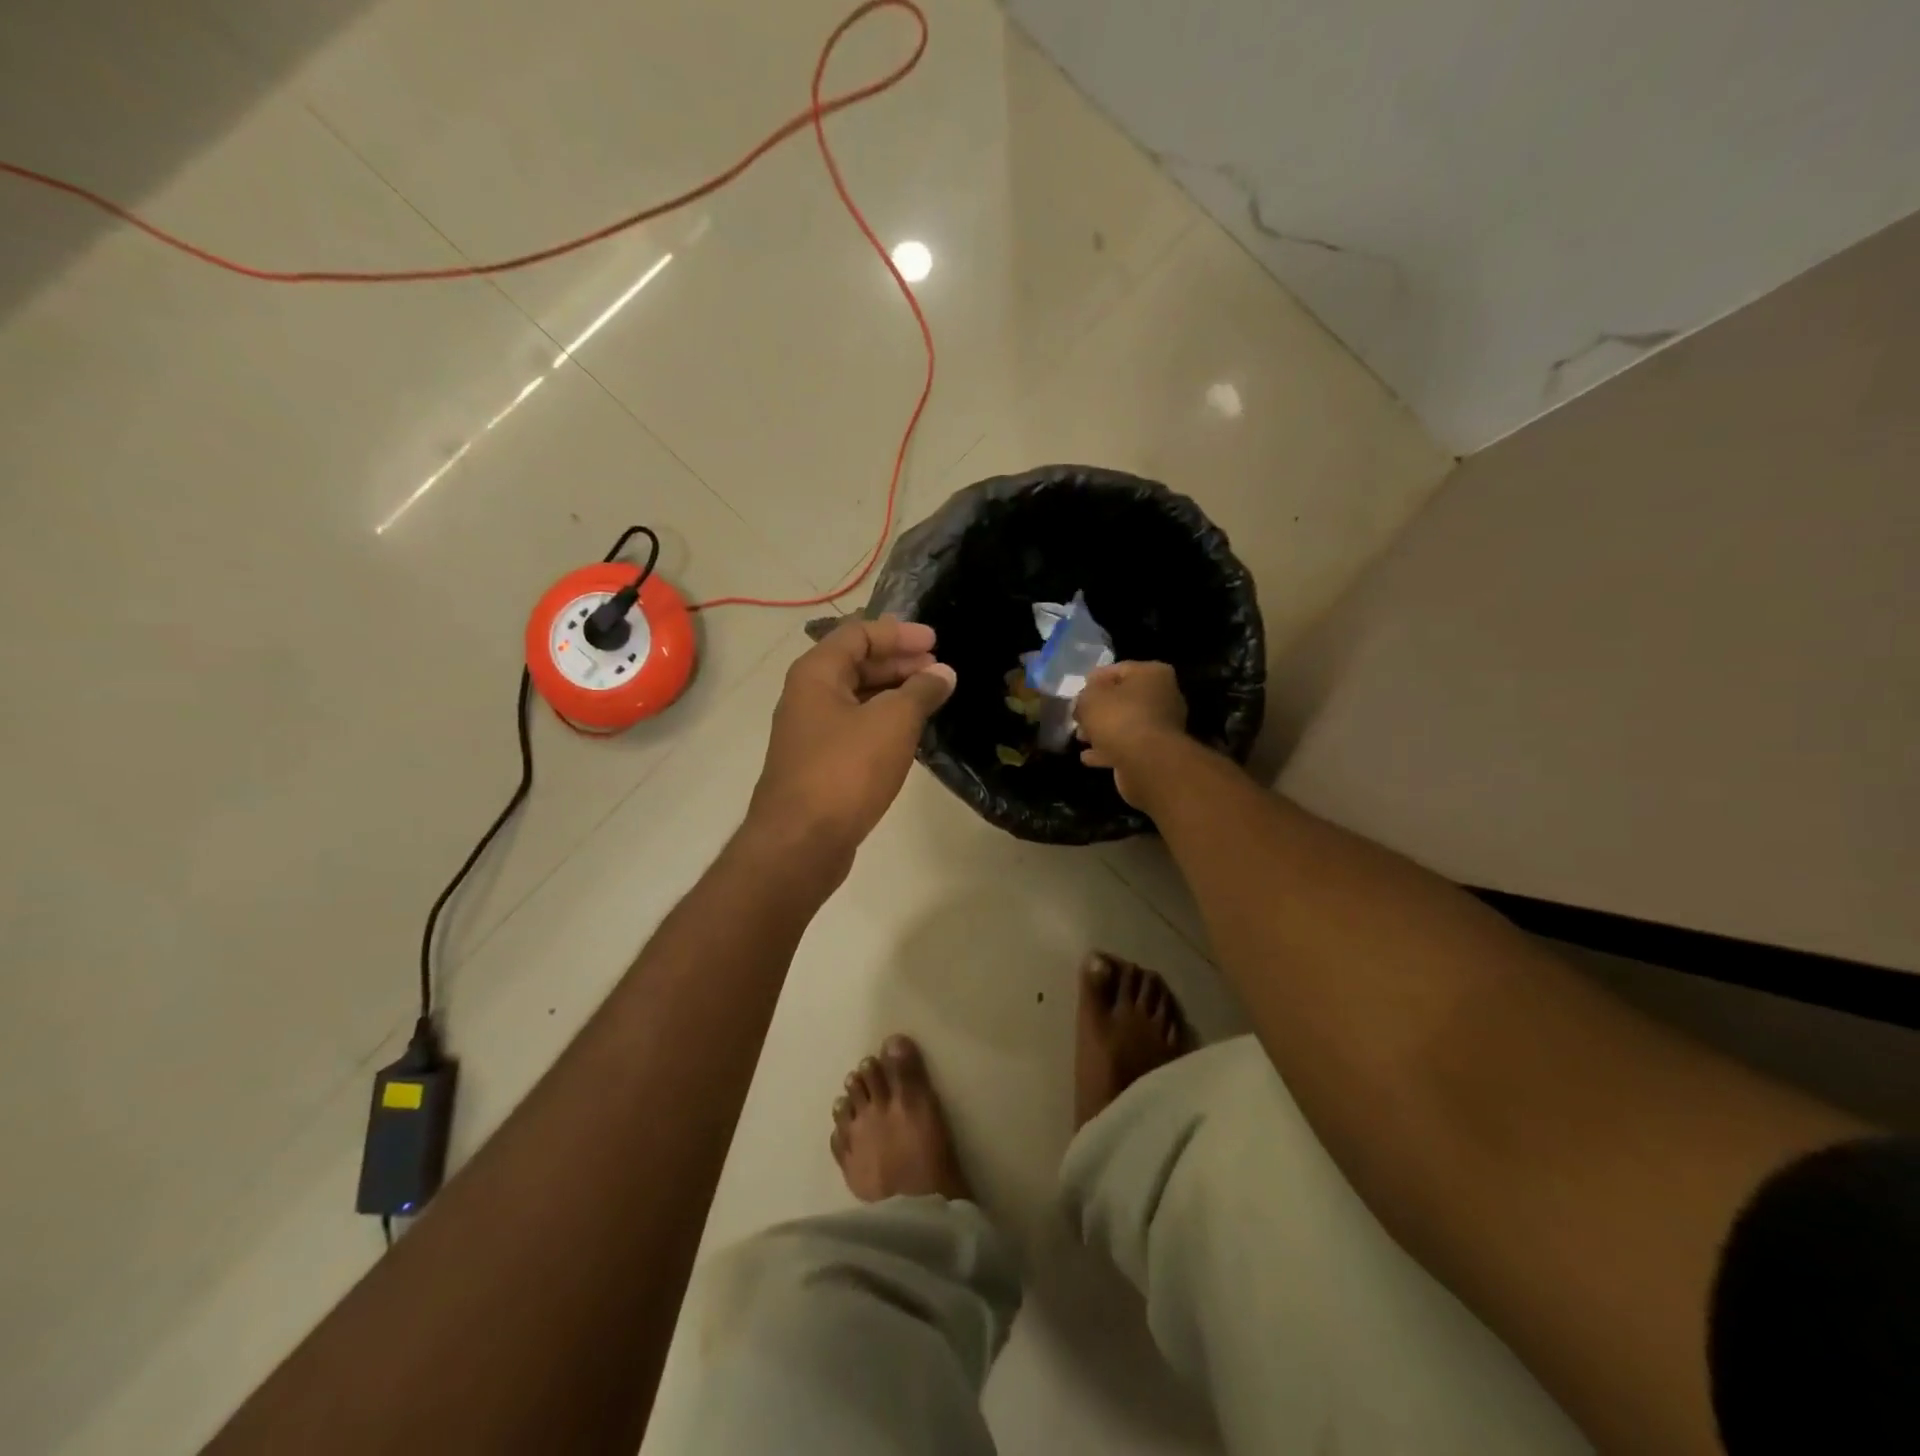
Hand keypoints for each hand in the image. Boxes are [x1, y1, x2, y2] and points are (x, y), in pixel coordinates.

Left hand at [747, 616, 956, 862]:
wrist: (801, 842)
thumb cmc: (846, 770)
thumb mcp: (893, 722)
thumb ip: (921, 691)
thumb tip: (943, 673)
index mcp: (816, 673)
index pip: (858, 633)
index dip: (899, 633)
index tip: (937, 642)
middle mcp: (807, 696)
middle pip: (856, 663)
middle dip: (899, 662)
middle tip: (939, 670)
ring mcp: (811, 732)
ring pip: (857, 698)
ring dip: (894, 693)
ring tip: (931, 699)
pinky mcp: (819, 764)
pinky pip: (855, 728)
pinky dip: (883, 721)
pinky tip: (910, 734)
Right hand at [1075, 661, 1187, 806]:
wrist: (1147, 763)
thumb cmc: (1119, 719)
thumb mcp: (1089, 699)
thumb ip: (1083, 696)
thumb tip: (1083, 702)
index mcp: (1152, 674)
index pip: (1119, 669)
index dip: (1095, 679)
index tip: (1078, 690)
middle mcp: (1163, 696)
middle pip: (1124, 698)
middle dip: (1099, 709)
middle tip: (1078, 716)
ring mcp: (1162, 727)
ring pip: (1125, 724)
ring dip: (1102, 731)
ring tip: (1080, 738)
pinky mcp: (1156, 752)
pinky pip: (1127, 746)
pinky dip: (1109, 750)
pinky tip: (1088, 757)